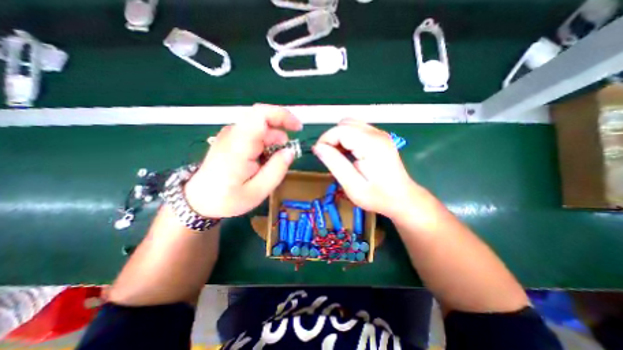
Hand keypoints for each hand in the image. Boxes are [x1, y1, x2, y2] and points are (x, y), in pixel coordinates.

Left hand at [183, 104, 302, 218]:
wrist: (198, 199)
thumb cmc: (227, 198)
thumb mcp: (257, 192)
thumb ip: (276, 171)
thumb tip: (290, 151)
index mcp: (239, 146)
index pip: (261, 115)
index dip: (283, 115)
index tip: (298, 128)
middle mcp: (234, 134)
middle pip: (264, 120)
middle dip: (280, 135)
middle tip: (286, 156)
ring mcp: (232, 134)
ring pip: (261, 128)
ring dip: (273, 142)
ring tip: (272, 164)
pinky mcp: (232, 138)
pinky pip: (255, 134)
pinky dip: (266, 145)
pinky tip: (263, 161)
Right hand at [315, 120, 426, 218]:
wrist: (402, 198)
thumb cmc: (378, 197)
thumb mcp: (352, 185)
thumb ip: (334, 163)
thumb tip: (318, 148)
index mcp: (371, 144)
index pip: (340, 130)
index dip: (325, 139)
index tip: (319, 154)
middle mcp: (377, 134)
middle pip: (345, 123)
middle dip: (331, 137)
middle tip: (328, 156)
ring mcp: (380, 134)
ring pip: (350, 124)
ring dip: (339, 137)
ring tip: (337, 155)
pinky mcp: (379, 138)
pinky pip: (357, 130)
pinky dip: (347, 138)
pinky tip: (347, 153)